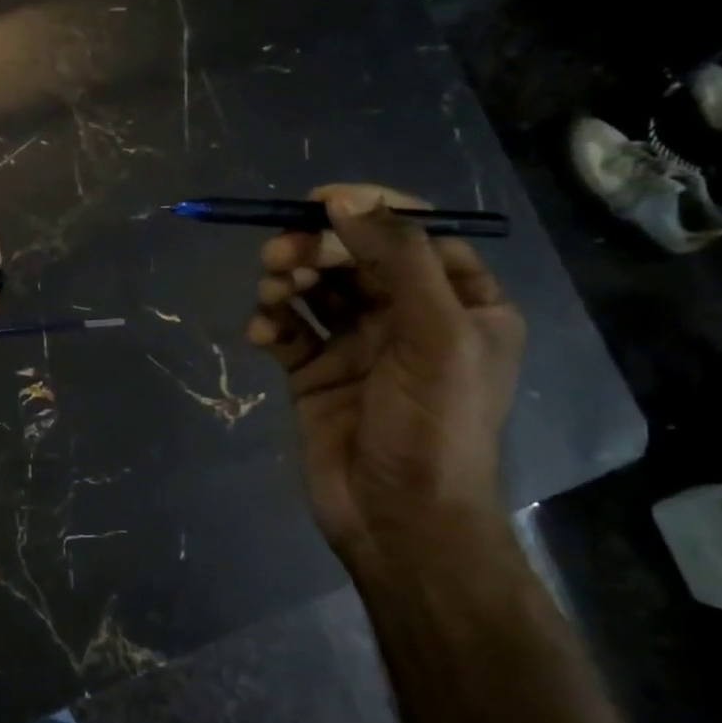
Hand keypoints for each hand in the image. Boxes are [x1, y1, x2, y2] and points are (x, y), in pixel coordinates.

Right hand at [247, 183, 524, 561]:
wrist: (399, 523)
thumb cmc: (434, 428)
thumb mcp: (436, 336)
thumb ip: (397, 260)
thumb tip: (345, 199)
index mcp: (460, 303)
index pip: (414, 234)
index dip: (368, 211)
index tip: (319, 202)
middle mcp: (409, 317)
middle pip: (356, 258)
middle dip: (317, 249)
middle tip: (280, 255)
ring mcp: (358, 346)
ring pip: (317, 290)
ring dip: (289, 280)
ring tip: (271, 292)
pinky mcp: (316, 374)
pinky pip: (289, 331)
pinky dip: (271, 324)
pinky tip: (261, 334)